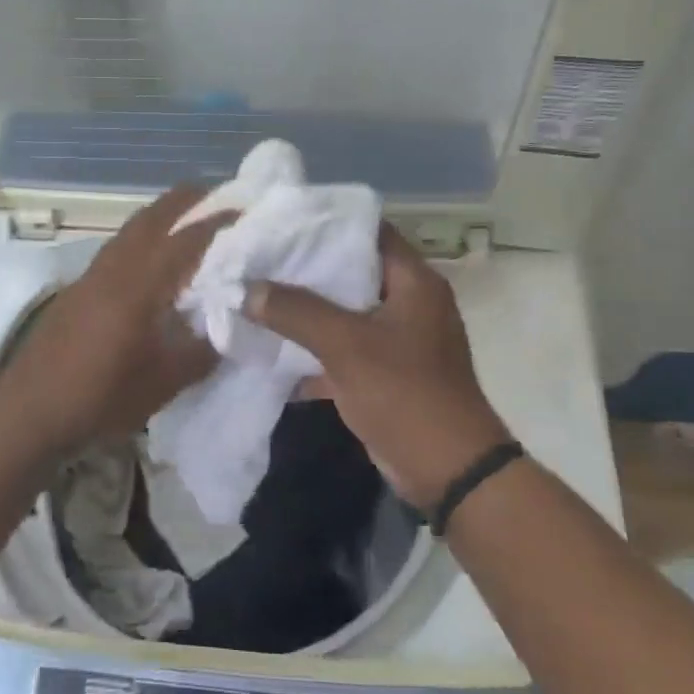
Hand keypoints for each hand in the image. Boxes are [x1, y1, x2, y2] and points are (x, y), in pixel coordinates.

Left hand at [0, 184, 231, 451]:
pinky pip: (117, 248)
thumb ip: (202, 351)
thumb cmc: (101, 397)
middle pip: (153, 217)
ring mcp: (91, 276)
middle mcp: (114, 268)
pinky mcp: (77, 290)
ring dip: (162, 217)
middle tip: (218, 197)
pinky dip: (142, 239)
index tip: (247, 211)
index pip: (186, 239)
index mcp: (140, 286)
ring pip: (131, 230)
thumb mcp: (164, 382)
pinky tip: (152, 263)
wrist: (31, 412)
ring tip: (190, 223)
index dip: (219, 222)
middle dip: (187, 201)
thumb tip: (228, 329)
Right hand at [246, 225, 508, 511]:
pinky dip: (313, 350)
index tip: (281, 223)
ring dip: (305, 312)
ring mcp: (397, 340)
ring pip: (344, 313)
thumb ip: (295, 312)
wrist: (446, 470)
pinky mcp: (384, 373)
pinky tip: (273, 351)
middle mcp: (409, 303)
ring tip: (258, 298)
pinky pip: (343, 350)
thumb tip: (246, 289)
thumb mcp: (346, 345)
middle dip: (305, 270)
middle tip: (259, 261)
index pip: (368, 231)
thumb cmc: (404, 393)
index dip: (326, 224)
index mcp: (413, 282)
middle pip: (351, 272)